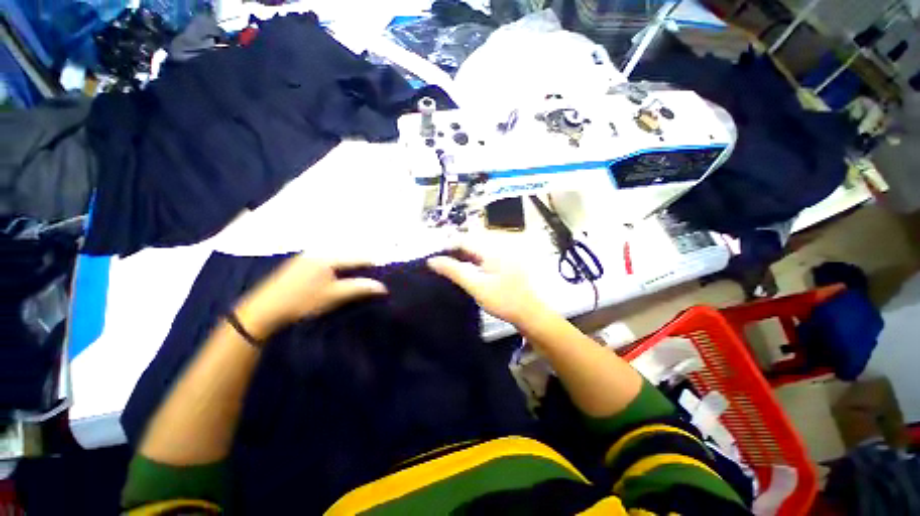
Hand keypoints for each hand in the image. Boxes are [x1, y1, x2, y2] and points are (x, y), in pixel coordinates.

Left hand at [234, 255, 386, 339]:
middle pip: (347, 254)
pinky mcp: (299, 264)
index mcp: (327, 258)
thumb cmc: (302, 302)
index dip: (372, 263)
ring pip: (336, 257)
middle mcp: (317, 252)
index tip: (384, 269)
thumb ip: (359, 288)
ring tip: (359, 273)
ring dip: (349, 264)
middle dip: (361, 262)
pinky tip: (337, 274)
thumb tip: (383, 287)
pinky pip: (325, 260)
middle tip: (372, 272)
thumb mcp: (334, 296)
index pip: (357, 257)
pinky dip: (336, 265)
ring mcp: (306, 257)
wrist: (263, 310)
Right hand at [427, 248, 546, 325]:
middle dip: (454, 253)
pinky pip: (484, 261)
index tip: (433, 259)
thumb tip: (432, 261)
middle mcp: (497, 249)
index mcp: (491, 249)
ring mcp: (503, 258)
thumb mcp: (476, 285)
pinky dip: (472, 265)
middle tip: (439, 266)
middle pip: (470, 245)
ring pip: (477, 253)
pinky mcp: (505, 267)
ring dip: (462, 259)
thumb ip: (454, 271)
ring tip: (449, 270)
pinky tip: (466, 274)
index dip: (446, 247)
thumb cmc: (504, 299)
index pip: (463, 240)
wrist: (531, 314)